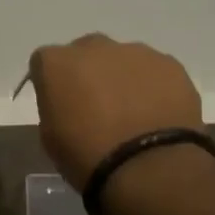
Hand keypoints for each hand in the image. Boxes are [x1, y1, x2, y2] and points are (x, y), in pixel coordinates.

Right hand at [28, 34, 205, 189]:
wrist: (149, 167)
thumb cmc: (88, 155)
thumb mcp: (50, 136)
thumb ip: (55, 107)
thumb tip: (69, 104)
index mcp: (56, 63)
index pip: (44, 62)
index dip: (52, 83)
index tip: (59, 104)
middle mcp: (93, 47)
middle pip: (85, 52)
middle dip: (87, 72)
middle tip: (95, 105)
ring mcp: (135, 52)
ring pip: (122, 59)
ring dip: (121, 78)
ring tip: (132, 112)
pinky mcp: (170, 64)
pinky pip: (153, 71)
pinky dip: (152, 86)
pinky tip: (156, 113)